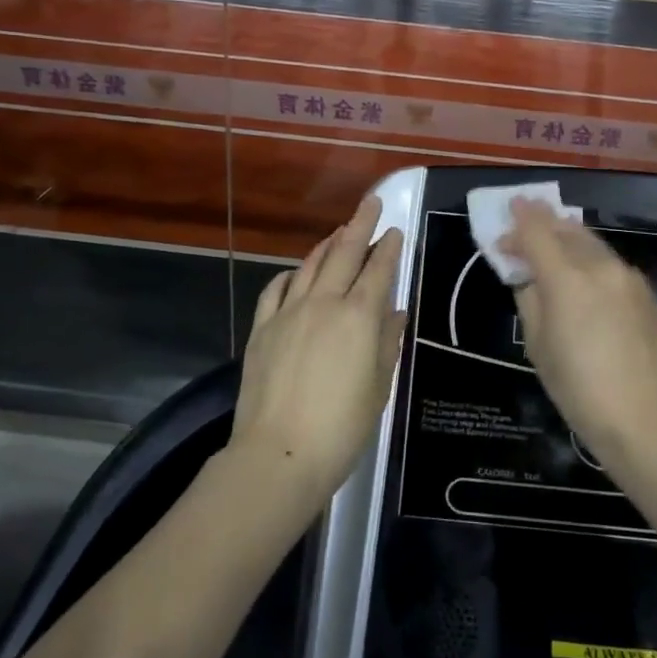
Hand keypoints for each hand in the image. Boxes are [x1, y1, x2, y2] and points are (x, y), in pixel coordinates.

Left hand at [230, 194, 406, 508]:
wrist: (278, 454)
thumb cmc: (341, 427)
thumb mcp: (377, 387)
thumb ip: (387, 343)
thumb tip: (394, 312)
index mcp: (359, 317)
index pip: (377, 270)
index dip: (388, 248)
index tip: (394, 230)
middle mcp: (324, 303)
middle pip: (344, 253)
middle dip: (360, 224)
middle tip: (371, 203)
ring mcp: (288, 313)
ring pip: (310, 265)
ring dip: (327, 244)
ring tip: (339, 231)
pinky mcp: (262, 328)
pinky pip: (277, 289)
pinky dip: (291, 275)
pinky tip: (296, 273)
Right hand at [501, 198, 656, 460]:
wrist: (649, 418)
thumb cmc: (580, 390)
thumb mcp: (538, 346)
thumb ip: (530, 300)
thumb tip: (528, 277)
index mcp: (567, 278)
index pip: (536, 232)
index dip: (518, 220)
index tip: (506, 212)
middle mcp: (599, 266)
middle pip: (565, 228)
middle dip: (542, 221)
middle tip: (523, 220)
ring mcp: (627, 276)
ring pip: (590, 241)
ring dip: (566, 235)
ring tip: (549, 240)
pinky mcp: (644, 291)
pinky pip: (608, 260)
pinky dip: (587, 255)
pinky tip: (580, 270)